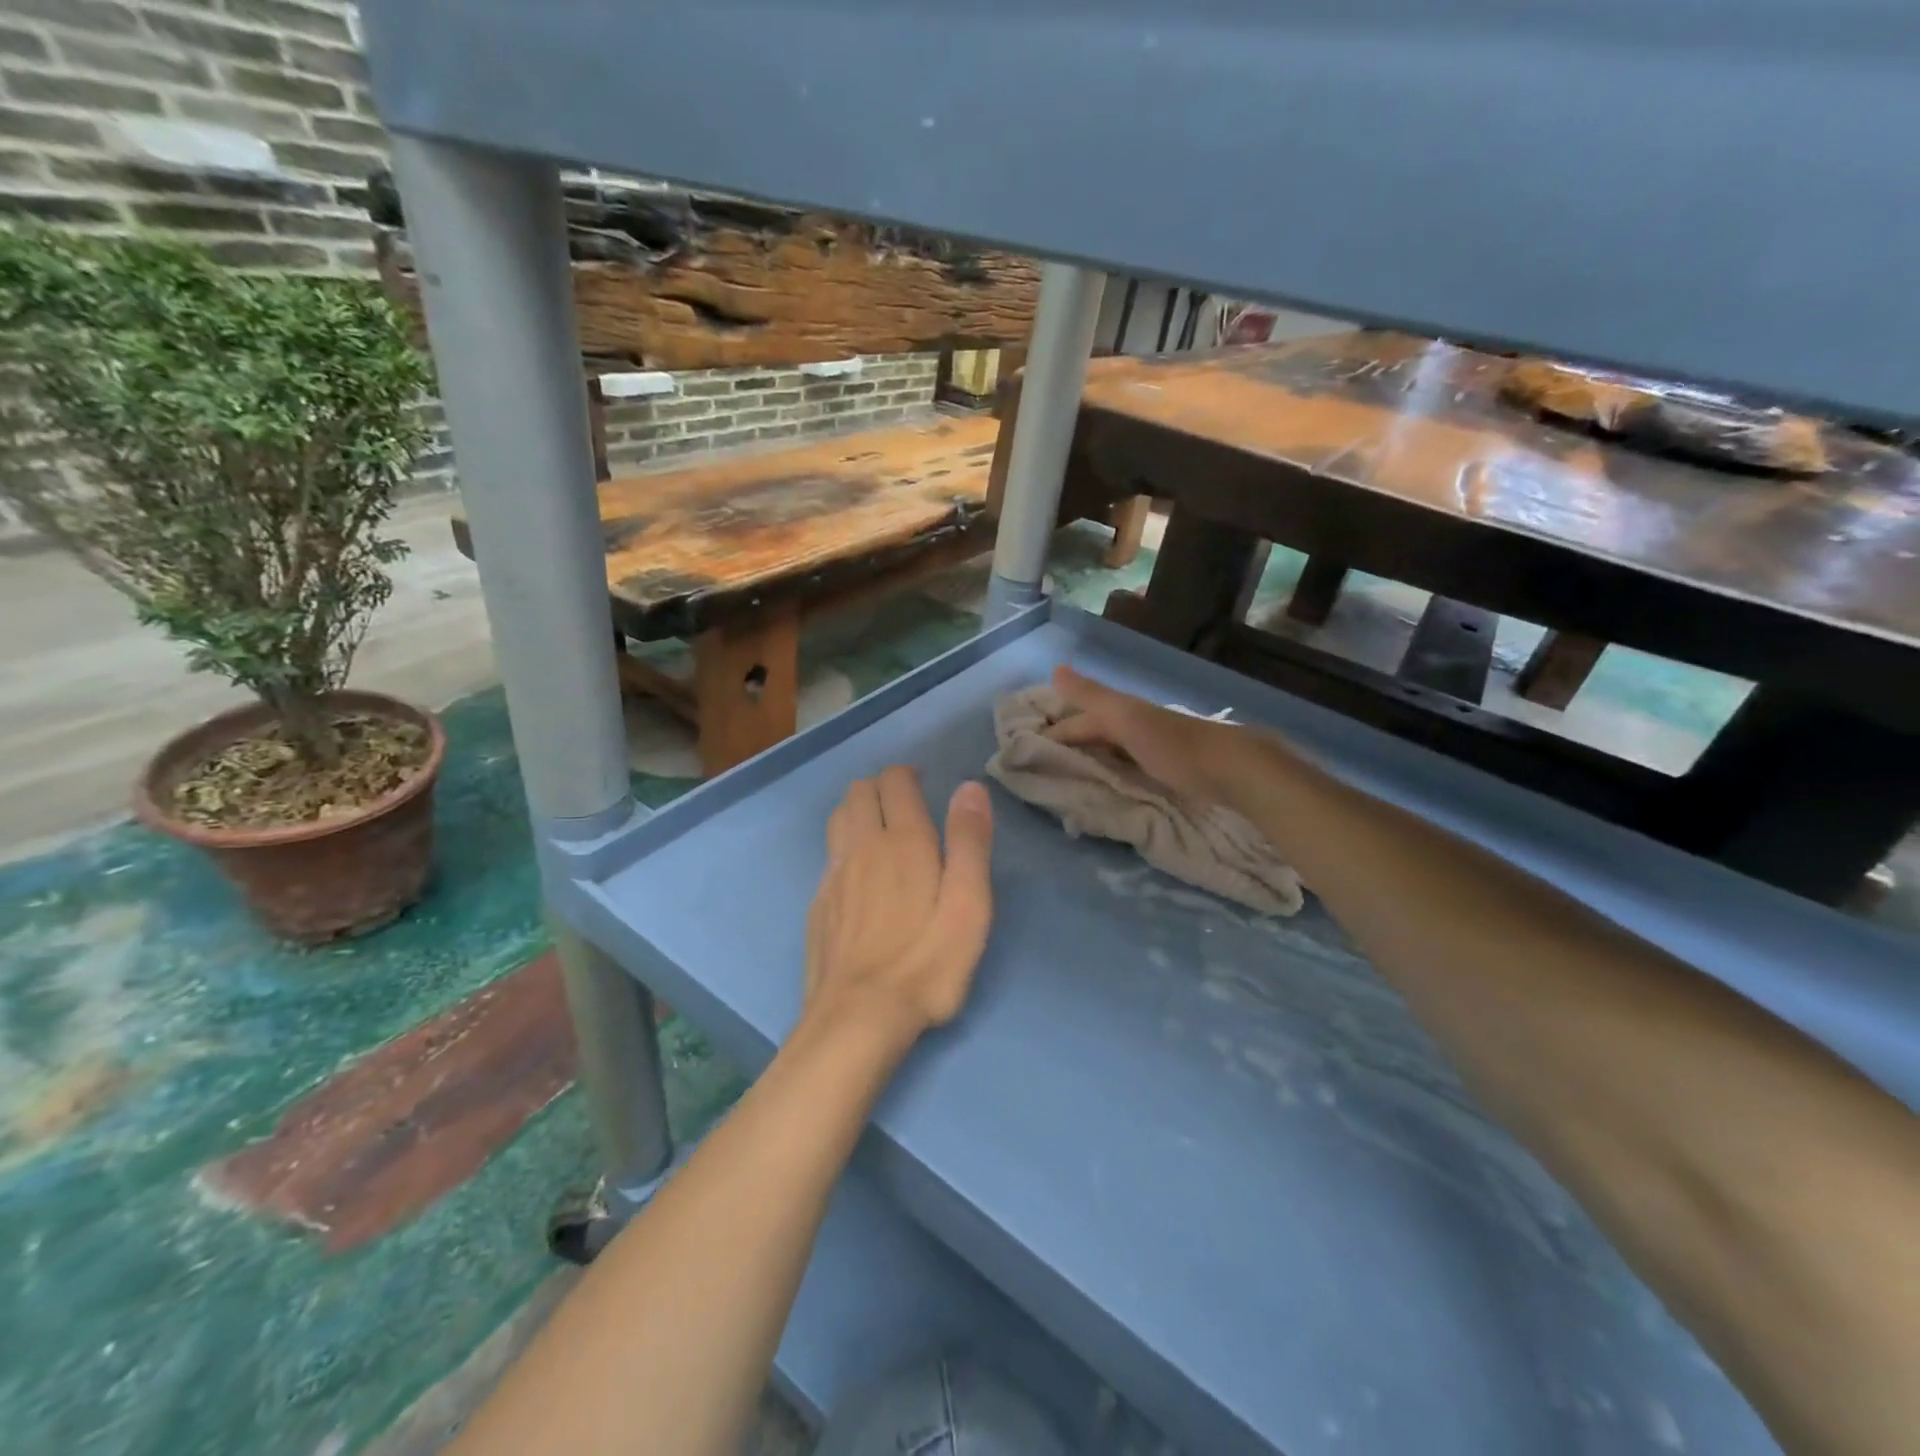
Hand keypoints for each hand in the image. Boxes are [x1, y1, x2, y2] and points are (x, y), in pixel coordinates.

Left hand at [805, 766, 994, 1037]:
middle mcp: (861, 846)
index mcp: (903, 841)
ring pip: (838, 818)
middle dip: (881, 786)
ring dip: (858, 810)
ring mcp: (833, 875)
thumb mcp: (968, 906)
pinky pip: (829, 855)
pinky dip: (844, 845)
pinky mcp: (818, 904)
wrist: (857, 1019)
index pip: (894, 782)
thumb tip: (969, 788)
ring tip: (882, 828)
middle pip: (859, 791)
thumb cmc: (925, 963)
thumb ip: (969, 843)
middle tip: (906, 804)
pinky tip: (859, 874)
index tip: (924, 784)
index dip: (908, 774)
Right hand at [1048, 665, 1242, 805]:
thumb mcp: (1126, 718)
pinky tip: (1105, 783)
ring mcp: (1150, 748)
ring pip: (1109, 750)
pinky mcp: (1166, 770)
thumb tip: (1055, 669)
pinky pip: (1125, 767)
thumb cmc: (1173, 746)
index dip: (1051, 734)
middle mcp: (1133, 726)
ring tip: (1064, 778)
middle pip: (1092, 734)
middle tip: (1038, 766)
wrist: (1231, 770)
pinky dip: (1109, 771)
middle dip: (1067, 745)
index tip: (1023, 754)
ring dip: (1087, 759)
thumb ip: (1091, 696)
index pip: (1076, 724)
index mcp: (1121, 713)